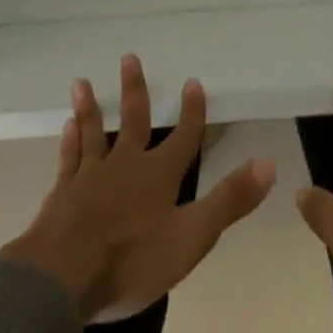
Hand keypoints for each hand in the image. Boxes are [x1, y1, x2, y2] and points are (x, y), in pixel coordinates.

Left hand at [0, 54, 275, 321]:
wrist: (65, 276)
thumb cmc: (133, 258)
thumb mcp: (191, 237)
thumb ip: (228, 200)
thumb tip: (269, 163)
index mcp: (159, 175)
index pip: (183, 137)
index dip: (192, 111)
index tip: (193, 80)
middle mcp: (125, 164)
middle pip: (133, 120)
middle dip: (135, 89)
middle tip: (129, 56)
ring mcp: (91, 175)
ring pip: (93, 131)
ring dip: (90, 107)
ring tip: (82, 81)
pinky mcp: (63, 192)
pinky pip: (69, 159)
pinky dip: (69, 141)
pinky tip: (66, 125)